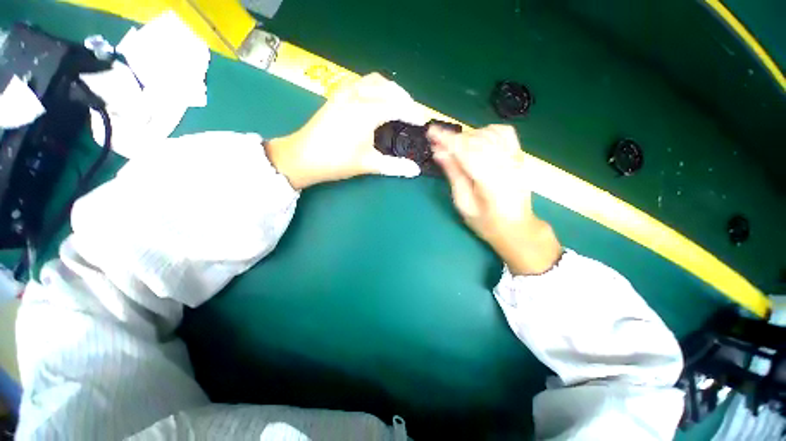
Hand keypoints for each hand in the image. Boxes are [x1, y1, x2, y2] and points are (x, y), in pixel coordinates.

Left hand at [265, 73, 425, 189]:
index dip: (413, 114)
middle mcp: (356, 96)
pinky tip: (378, 101)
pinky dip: (376, 88)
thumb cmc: (336, 162)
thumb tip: (416, 171)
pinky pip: (362, 83)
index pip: (397, 107)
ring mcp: (344, 93)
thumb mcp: (368, 164)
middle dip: (405, 99)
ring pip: (374, 81)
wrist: (302, 157)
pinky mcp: (337, 95)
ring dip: (391, 90)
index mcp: (366, 112)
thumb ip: (395, 166)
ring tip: (399, 105)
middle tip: (413, 115)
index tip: (423, 123)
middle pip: (388, 88)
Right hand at [428, 124, 561, 274]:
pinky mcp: (519, 156)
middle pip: (476, 140)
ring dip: (467, 136)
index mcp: (490, 181)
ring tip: (455, 146)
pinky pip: (504, 132)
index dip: (447, 139)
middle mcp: (506, 165)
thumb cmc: (486, 222)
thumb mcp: (464, 204)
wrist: (517, 227)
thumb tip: (439, 153)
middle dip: (453, 138)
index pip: (466, 151)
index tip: (431, 131)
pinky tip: (477, 139)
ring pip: (488, 133)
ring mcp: (515, 158)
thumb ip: (454, 175)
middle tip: (437, 142)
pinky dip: (487, 130)